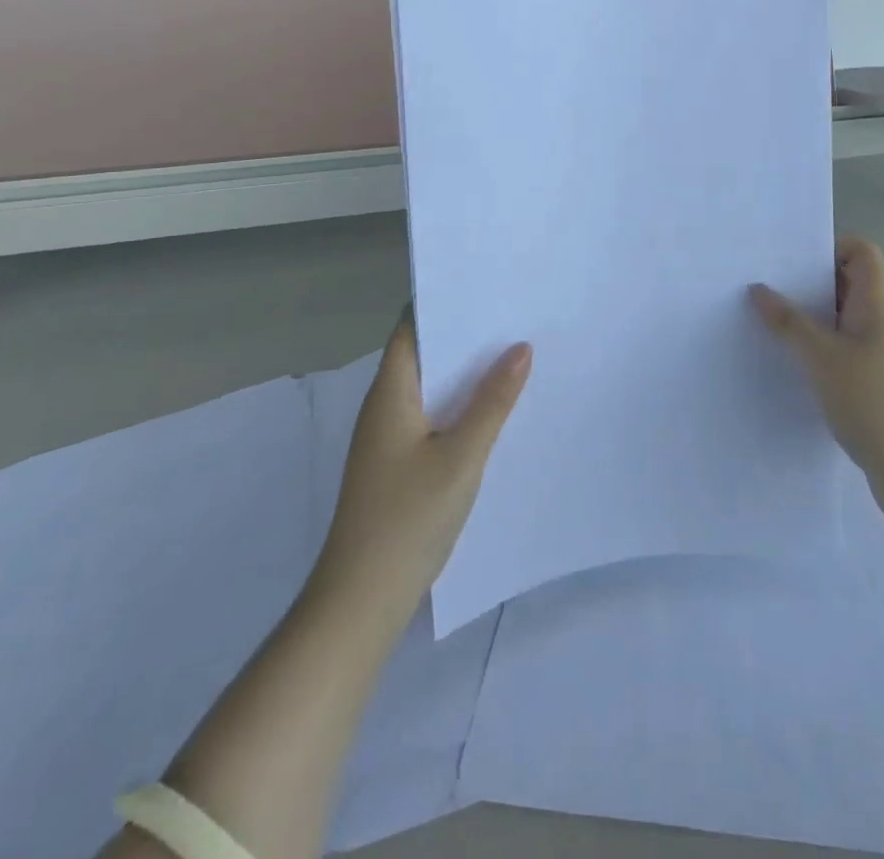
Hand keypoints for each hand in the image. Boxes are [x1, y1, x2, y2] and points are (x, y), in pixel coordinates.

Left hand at [318, 308, 530, 607]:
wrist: (363, 599)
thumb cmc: (408, 518)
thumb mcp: (462, 456)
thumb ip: (493, 401)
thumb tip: (521, 347)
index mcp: (391, 392)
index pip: (411, 327)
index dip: (443, 302)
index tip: (486, 285)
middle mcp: (385, 406)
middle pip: (424, 354)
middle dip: (464, 336)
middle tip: (514, 315)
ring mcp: (389, 436)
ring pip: (430, 387)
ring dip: (465, 372)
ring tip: (514, 352)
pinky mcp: (397, 462)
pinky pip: (432, 415)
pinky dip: (459, 404)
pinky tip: (494, 408)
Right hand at [751, 238, 883, 510]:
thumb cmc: (876, 403)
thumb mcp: (822, 359)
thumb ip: (788, 322)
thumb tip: (759, 289)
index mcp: (877, 305)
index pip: (862, 252)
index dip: (830, 246)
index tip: (790, 260)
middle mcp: (883, 323)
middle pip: (848, 284)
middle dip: (808, 282)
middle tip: (764, 287)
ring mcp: (883, 356)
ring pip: (843, 321)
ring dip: (810, 319)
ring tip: (767, 324)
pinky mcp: (877, 386)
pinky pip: (843, 352)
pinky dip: (818, 351)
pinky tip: (791, 366)